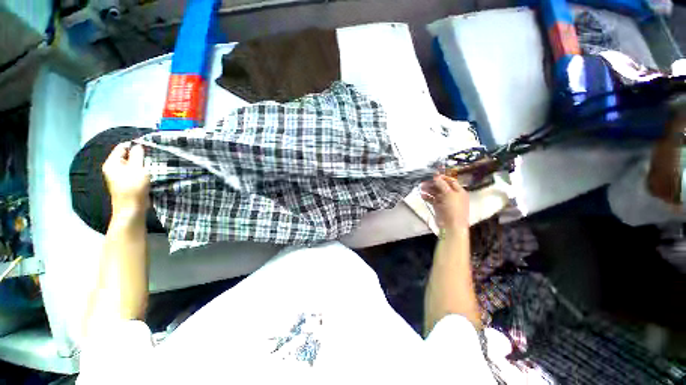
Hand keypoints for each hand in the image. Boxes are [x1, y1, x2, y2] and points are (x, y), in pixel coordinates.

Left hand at [102, 143, 150, 215]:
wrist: (132, 208)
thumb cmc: (133, 187)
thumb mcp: (137, 168)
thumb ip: (137, 155)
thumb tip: (138, 145)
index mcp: (112, 163)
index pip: (122, 147)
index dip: (135, 145)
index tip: (149, 147)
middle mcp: (114, 168)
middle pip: (128, 156)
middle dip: (140, 155)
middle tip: (153, 156)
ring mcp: (120, 176)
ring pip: (133, 164)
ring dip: (143, 164)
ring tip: (154, 164)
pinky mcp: (128, 182)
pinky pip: (135, 172)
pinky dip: (143, 171)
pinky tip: (151, 173)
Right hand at [420, 174, 468, 230]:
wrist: (451, 226)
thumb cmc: (454, 209)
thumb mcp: (449, 194)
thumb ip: (442, 184)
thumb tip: (436, 177)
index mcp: (459, 191)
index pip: (450, 181)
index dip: (442, 178)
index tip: (433, 175)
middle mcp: (452, 196)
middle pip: (441, 187)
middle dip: (433, 184)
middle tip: (424, 181)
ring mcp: (445, 202)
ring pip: (436, 193)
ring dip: (429, 190)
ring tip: (422, 188)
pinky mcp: (438, 207)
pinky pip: (432, 200)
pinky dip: (427, 197)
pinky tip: (422, 195)